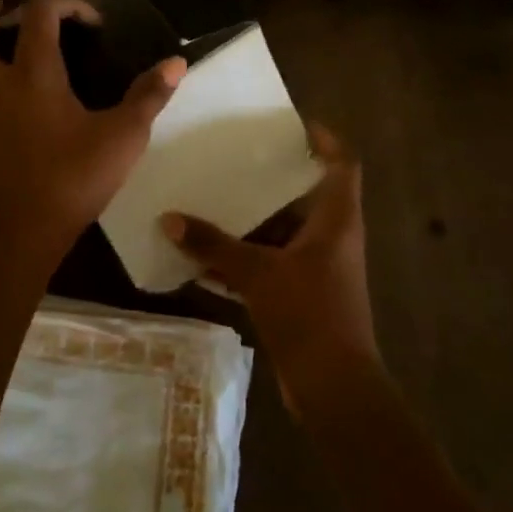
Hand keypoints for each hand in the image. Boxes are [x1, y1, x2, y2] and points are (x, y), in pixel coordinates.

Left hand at [0, 0, 185, 254]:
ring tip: (13, 47)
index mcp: (33, 73)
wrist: (20, 233)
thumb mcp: (123, 136)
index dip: (66, 2)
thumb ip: (149, 96)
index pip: (38, 13)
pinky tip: (21, 95)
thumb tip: (177, 63)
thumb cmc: (72, 178)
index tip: (94, 23)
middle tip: (9, 10)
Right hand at [160, 125, 380, 411]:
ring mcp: (319, 269)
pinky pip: (272, 265)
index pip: (342, 164)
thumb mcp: (257, 274)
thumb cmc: (308, 315)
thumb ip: (214, 245)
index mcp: (336, 220)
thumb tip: (170, 218)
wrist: (334, 388)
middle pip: (306, 196)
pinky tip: (205, 261)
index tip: (294, 124)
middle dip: (271, 181)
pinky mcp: (304, 296)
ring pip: (284, 233)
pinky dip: (244, 261)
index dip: (325, 139)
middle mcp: (333, 238)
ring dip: (251, 224)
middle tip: (236, 160)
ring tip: (211, 203)